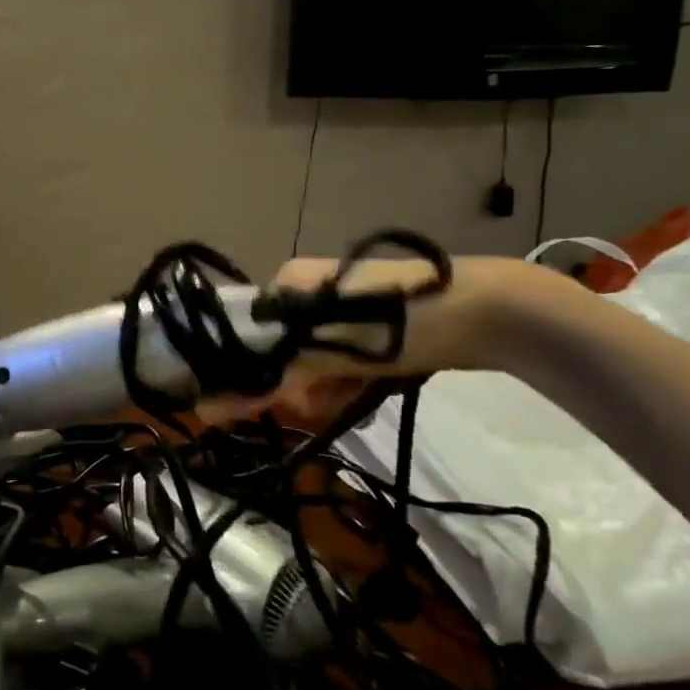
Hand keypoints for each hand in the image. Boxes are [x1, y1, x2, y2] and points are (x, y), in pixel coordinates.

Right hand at [197, 255, 542, 426]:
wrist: (483, 313)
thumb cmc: (394, 324)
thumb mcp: (326, 350)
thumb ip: (270, 379)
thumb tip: (207, 408)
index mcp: (286, 282)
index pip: (247, 332)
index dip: (254, 372)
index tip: (273, 404)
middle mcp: (306, 290)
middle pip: (279, 352)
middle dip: (297, 386)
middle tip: (320, 405)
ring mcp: (340, 308)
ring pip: (311, 362)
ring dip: (325, 390)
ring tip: (350, 399)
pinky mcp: (370, 326)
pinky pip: (339, 362)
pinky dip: (346, 383)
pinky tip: (362, 394)